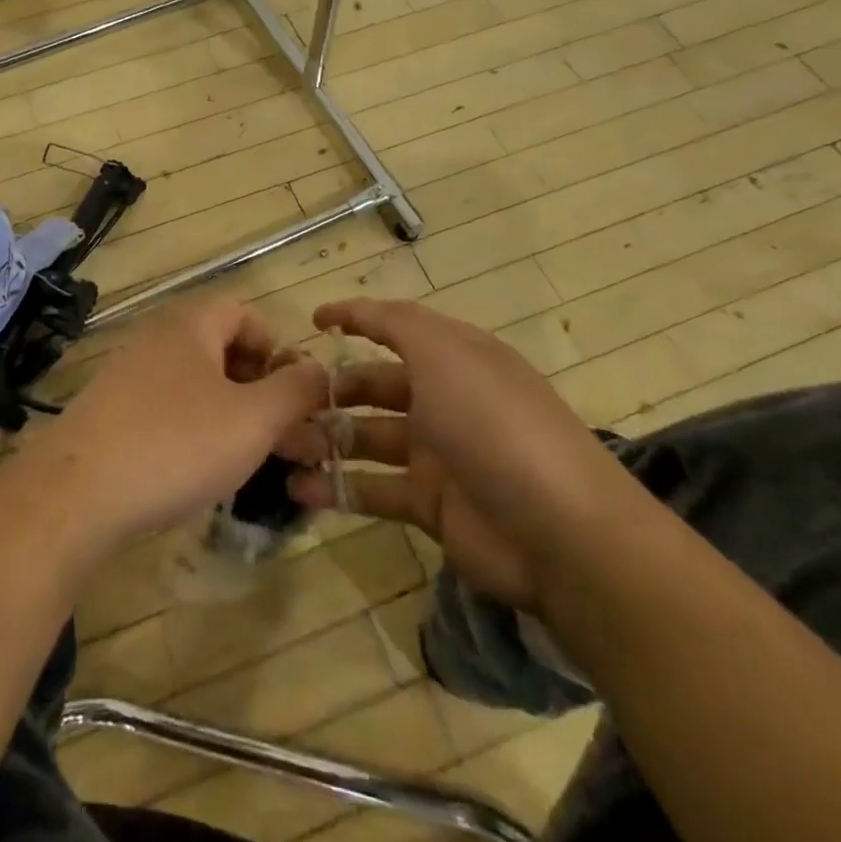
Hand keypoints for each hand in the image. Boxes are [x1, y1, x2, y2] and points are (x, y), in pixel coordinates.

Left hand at [15, 299, 328, 556]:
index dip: (278, 351)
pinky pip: (167, 408)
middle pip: (222, 349)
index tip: (292, 398)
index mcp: (191, 323)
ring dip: (231, 415)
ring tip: (248, 461)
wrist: (76, 492)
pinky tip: (199, 471)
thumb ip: (296, 391)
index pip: (246, 315)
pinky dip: (194, 430)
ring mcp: (128, 373)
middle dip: (260, 390)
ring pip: (197, 384)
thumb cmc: (176, 444)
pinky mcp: (110, 410)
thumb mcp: (253, 419)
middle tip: (281, 438)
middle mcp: (158, 336)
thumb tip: (319, 370)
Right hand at [280, 299, 630, 612]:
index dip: (356, 319)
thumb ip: (396, 324)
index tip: (312, 322)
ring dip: (324, 439)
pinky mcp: (431, 506)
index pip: (397, 328)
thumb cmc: (492, 423)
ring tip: (281, 444)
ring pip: (366, 438)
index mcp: (455, 358)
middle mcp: (445, 399)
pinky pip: (374, 490)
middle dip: (330, 390)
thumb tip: (360, 309)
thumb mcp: (445, 352)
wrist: (559, 532)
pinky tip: (298, 490)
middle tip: (284, 399)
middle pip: (375, 386)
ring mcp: (438, 454)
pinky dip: (337, 490)